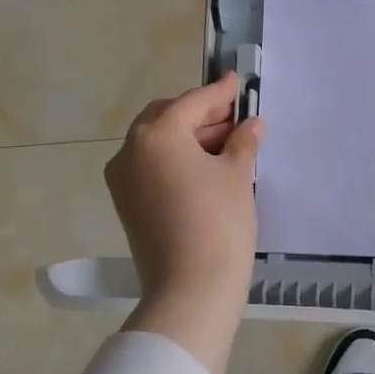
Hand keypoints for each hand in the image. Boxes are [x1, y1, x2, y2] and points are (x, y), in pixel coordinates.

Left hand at [105, 75, 263, 373]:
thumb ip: (243, 142)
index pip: (192, 103)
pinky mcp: (127, 204)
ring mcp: (123, 179)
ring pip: (157, 144)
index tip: (237, 83)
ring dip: (189, 138)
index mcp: (156, 134)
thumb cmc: (219, 223)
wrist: (191, 289)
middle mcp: (130, 150)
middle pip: (167, 119)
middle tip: (235, 118)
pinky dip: (176, 160)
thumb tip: (251, 124)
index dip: (219, 93)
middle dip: (200, 115)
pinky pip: (152, 167)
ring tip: (227, 144)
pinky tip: (206, 168)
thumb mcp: (236, 175)